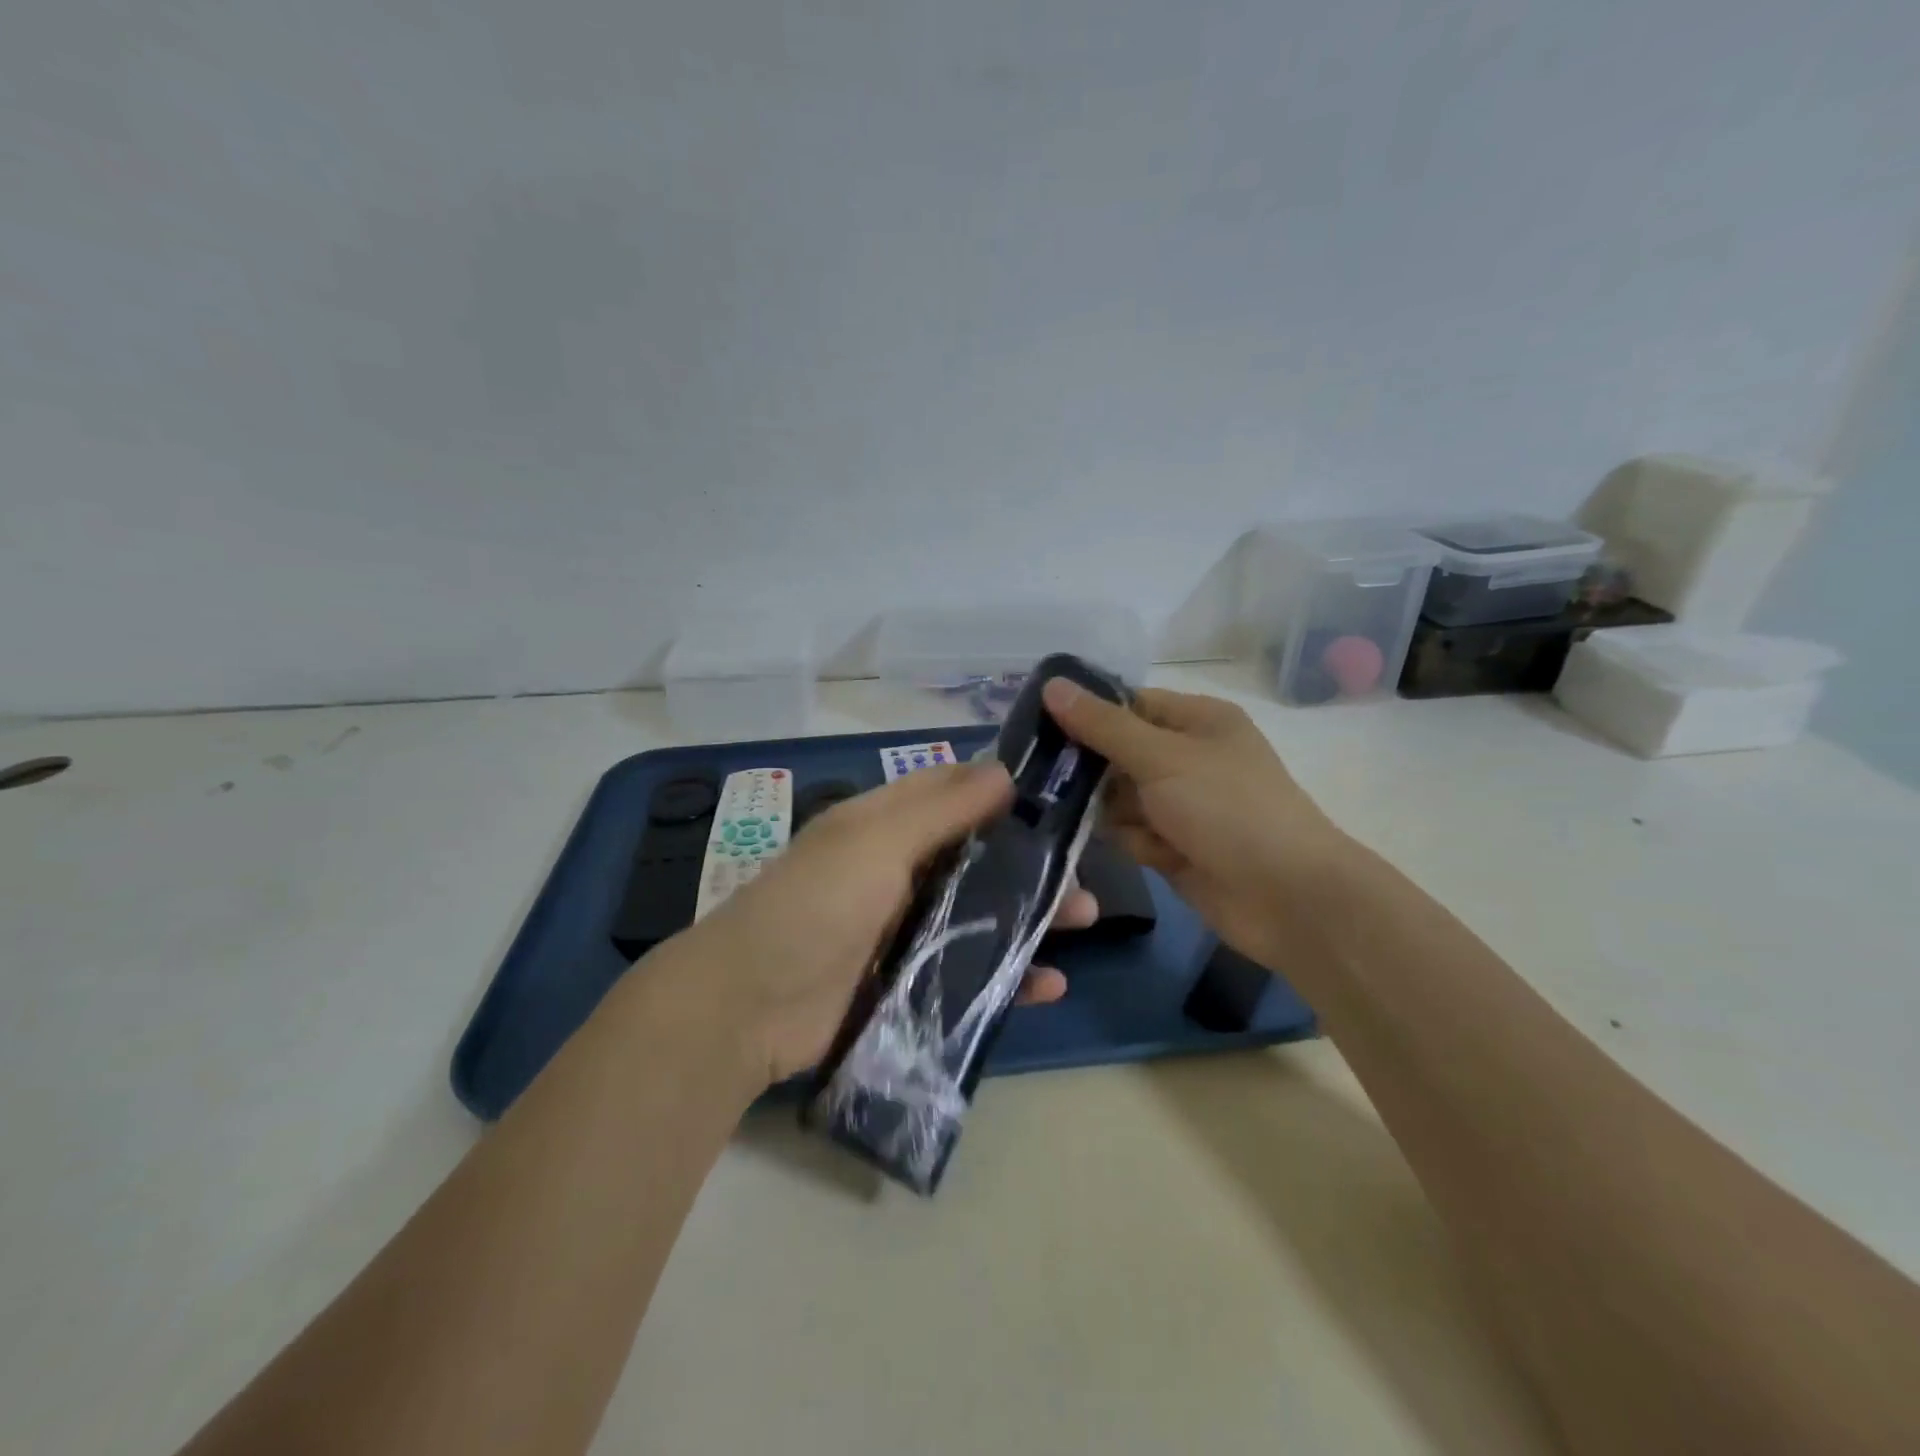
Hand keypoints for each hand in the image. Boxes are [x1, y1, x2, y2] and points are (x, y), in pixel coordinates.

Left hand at [673, 760, 1096, 1087]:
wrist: (748, 1008)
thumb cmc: (814, 906)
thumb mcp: (874, 842)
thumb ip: (940, 809)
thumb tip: (1004, 769)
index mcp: (883, 825)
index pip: (952, 791)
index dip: (1002, 787)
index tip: (1060, 793)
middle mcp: (897, 870)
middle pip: (977, 856)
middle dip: (1031, 860)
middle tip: (1083, 870)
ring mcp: (904, 929)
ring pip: (982, 914)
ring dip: (1031, 916)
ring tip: (1083, 920)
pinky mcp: (909, 983)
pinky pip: (970, 973)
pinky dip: (1008, 977)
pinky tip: (1049, 986)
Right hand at [1041, 680, 1353, 969]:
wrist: (1287, 898)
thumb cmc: (1227, 809)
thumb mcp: (1162, 758)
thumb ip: (1103, 726)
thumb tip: (1051, 684)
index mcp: (1196, 721)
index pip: (1127, 704)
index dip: (1086, 712)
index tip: (1036, 724)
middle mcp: (1187, 757)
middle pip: (1117, 752)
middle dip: (1090, 768)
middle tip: (1042, 776)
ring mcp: (1181, 804)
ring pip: (1118, 797)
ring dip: (1110, 811)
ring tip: (1108, 821)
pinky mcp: (1174, 845)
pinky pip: (1132, 833)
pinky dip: (1134, 842)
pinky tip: (1152, 853)